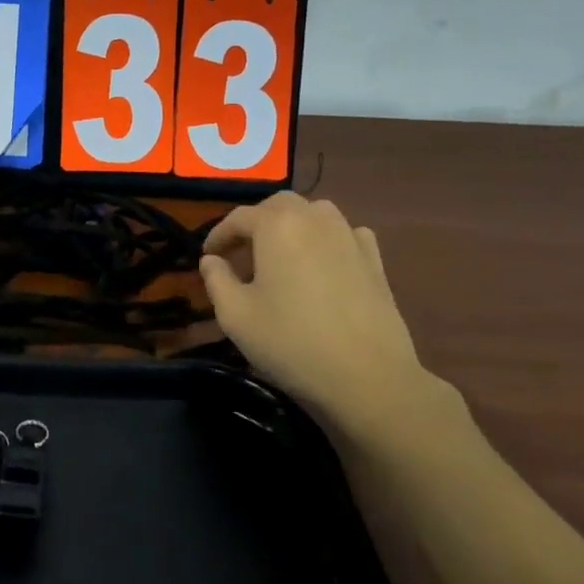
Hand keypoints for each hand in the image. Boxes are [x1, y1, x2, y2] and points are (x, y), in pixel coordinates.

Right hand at [200, 193, 447, 440]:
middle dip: (257, 222)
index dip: (218, 235)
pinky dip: (330, 239)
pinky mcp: (375, 261)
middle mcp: (314, 219)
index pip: (239, 217)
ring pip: (316, 213)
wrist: (368, 378)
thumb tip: (212, 261)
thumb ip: (216, 280)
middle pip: (279, 205)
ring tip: (281, 254)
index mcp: (277, 226)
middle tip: (242, 252)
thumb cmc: (291, 342)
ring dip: (293, 225)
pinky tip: (325, 261)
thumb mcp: (236, 316)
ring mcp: (350, 237)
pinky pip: (347, 234)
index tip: (208, 255)